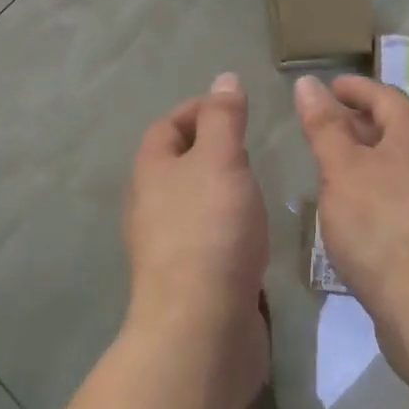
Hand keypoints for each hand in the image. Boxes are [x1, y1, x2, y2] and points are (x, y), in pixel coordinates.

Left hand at [123, 73, 269, 393]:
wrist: (200, 328)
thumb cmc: (210, 229)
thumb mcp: (221, 159)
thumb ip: (224, 118)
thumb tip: (223, 79)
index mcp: (151, 171)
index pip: (168, 125)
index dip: (198, 109)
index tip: (236, 109)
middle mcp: (151, 205)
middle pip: (177, 163)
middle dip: (211, 148)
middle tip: (251, 146)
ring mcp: (167, 246)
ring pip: (193, 202)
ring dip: (221, 188)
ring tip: (257, 185)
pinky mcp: (189, 280)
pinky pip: (207, 237)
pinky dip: (228, 225)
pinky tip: (253, 232)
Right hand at [295, 74, 408, 378]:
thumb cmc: (381, 227)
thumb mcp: (341, 170)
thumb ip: (323, 126)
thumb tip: (308, 83)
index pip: (386, 96)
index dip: (355, 88)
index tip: (328, 88)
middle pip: (398, 128)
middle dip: (360, 122)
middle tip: (325, 126)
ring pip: (402, 163)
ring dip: (369, 157)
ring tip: (335, 167)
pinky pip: (407, 194)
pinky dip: (380, 187)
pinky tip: (358, 209)